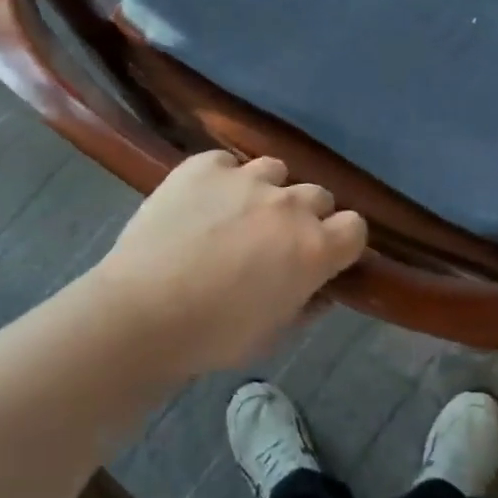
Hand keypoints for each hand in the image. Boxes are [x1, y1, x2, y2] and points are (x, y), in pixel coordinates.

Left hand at [89, 150, 368, 374]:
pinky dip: (221, 179)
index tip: (325, 256)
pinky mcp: (204, 165)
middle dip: (305, 216)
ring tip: (237, 214)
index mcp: (314, 248)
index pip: (356, 227)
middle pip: (318, 195)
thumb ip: (307, 304)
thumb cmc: (213, 336)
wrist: (142, 312)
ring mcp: (245, 178)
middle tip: (275, 240)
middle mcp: (289, 204)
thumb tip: (320, 289)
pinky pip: (227, 162)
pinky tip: (201, 203)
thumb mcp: (274, 334)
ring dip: (266, 191)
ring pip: (275, 170)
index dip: (342, 242)